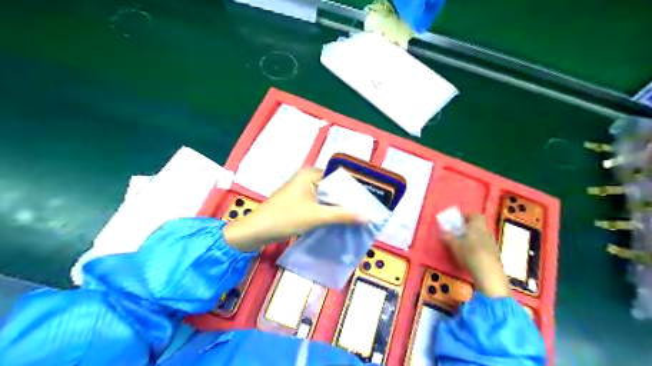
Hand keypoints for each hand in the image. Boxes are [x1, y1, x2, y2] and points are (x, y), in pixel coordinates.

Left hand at [225, 167, 361, 250]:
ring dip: (337, 208)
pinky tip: (339, 221)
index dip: (352, 190)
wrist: (256, 231)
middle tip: (365, 211)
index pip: (338, 178)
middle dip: (346, 201)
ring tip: (357, 217)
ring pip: (325, 198)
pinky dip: (327, 212)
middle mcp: (306, 178)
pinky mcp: (298, 202)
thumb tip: (368, 216)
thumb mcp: (316, 216)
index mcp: (310, 174)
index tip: (368, 202)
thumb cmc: (285, 218)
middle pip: (332, 188)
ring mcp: (301, 190)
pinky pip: (318, 204)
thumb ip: (342, 215)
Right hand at [441, 214, 511, 297]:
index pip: (475, 215)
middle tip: (460, 233)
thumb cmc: (469, 253)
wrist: (488, 271)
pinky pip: (486, 244)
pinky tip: (473, 254)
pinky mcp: (495, 253)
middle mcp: (486, 231)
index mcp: (477, 226)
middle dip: (470, 227)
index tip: (458, 221)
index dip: (467, 216)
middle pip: (479, 225)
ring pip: (482, 235)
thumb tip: (441, 231)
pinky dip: (479, 246)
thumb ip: (448, 237)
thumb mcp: (455, 245)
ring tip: (465, 244)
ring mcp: (492, 242)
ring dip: (475, 237)